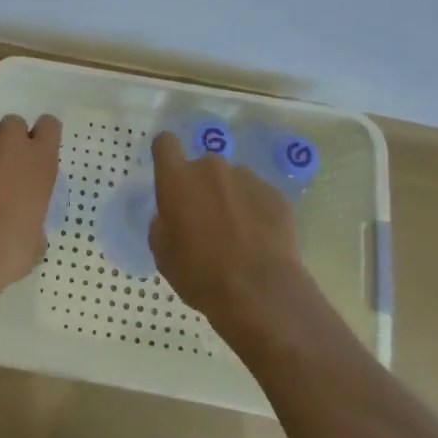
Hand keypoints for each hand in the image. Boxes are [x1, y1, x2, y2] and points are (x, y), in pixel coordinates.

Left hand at [0, 114, 60, 305]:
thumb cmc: (8, 250)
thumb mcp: (36, 240)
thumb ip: (34, 217)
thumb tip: (27, 223)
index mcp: (40, 160)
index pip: (49, 125)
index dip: (42, 137)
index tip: (37, 151)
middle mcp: (11, 143)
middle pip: (14, 123)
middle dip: (11, 139)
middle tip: (6, 164)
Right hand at [150, 130, 309, 339]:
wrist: (259, 293)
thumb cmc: (200, 274)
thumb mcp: (163, 253)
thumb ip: (162, 222)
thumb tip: (171, 215)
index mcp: (177, 179)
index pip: (165, 143)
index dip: (166, 154)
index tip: (169, 172)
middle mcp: (211, 168)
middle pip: (202, 166)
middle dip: (203, 186)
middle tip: (208, 220)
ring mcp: (246, 178)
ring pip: (232, 181)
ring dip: (231, 198)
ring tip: (240, 234)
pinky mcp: (275, 194)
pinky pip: (259, 196)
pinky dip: (256, 211)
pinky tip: (261, 241)